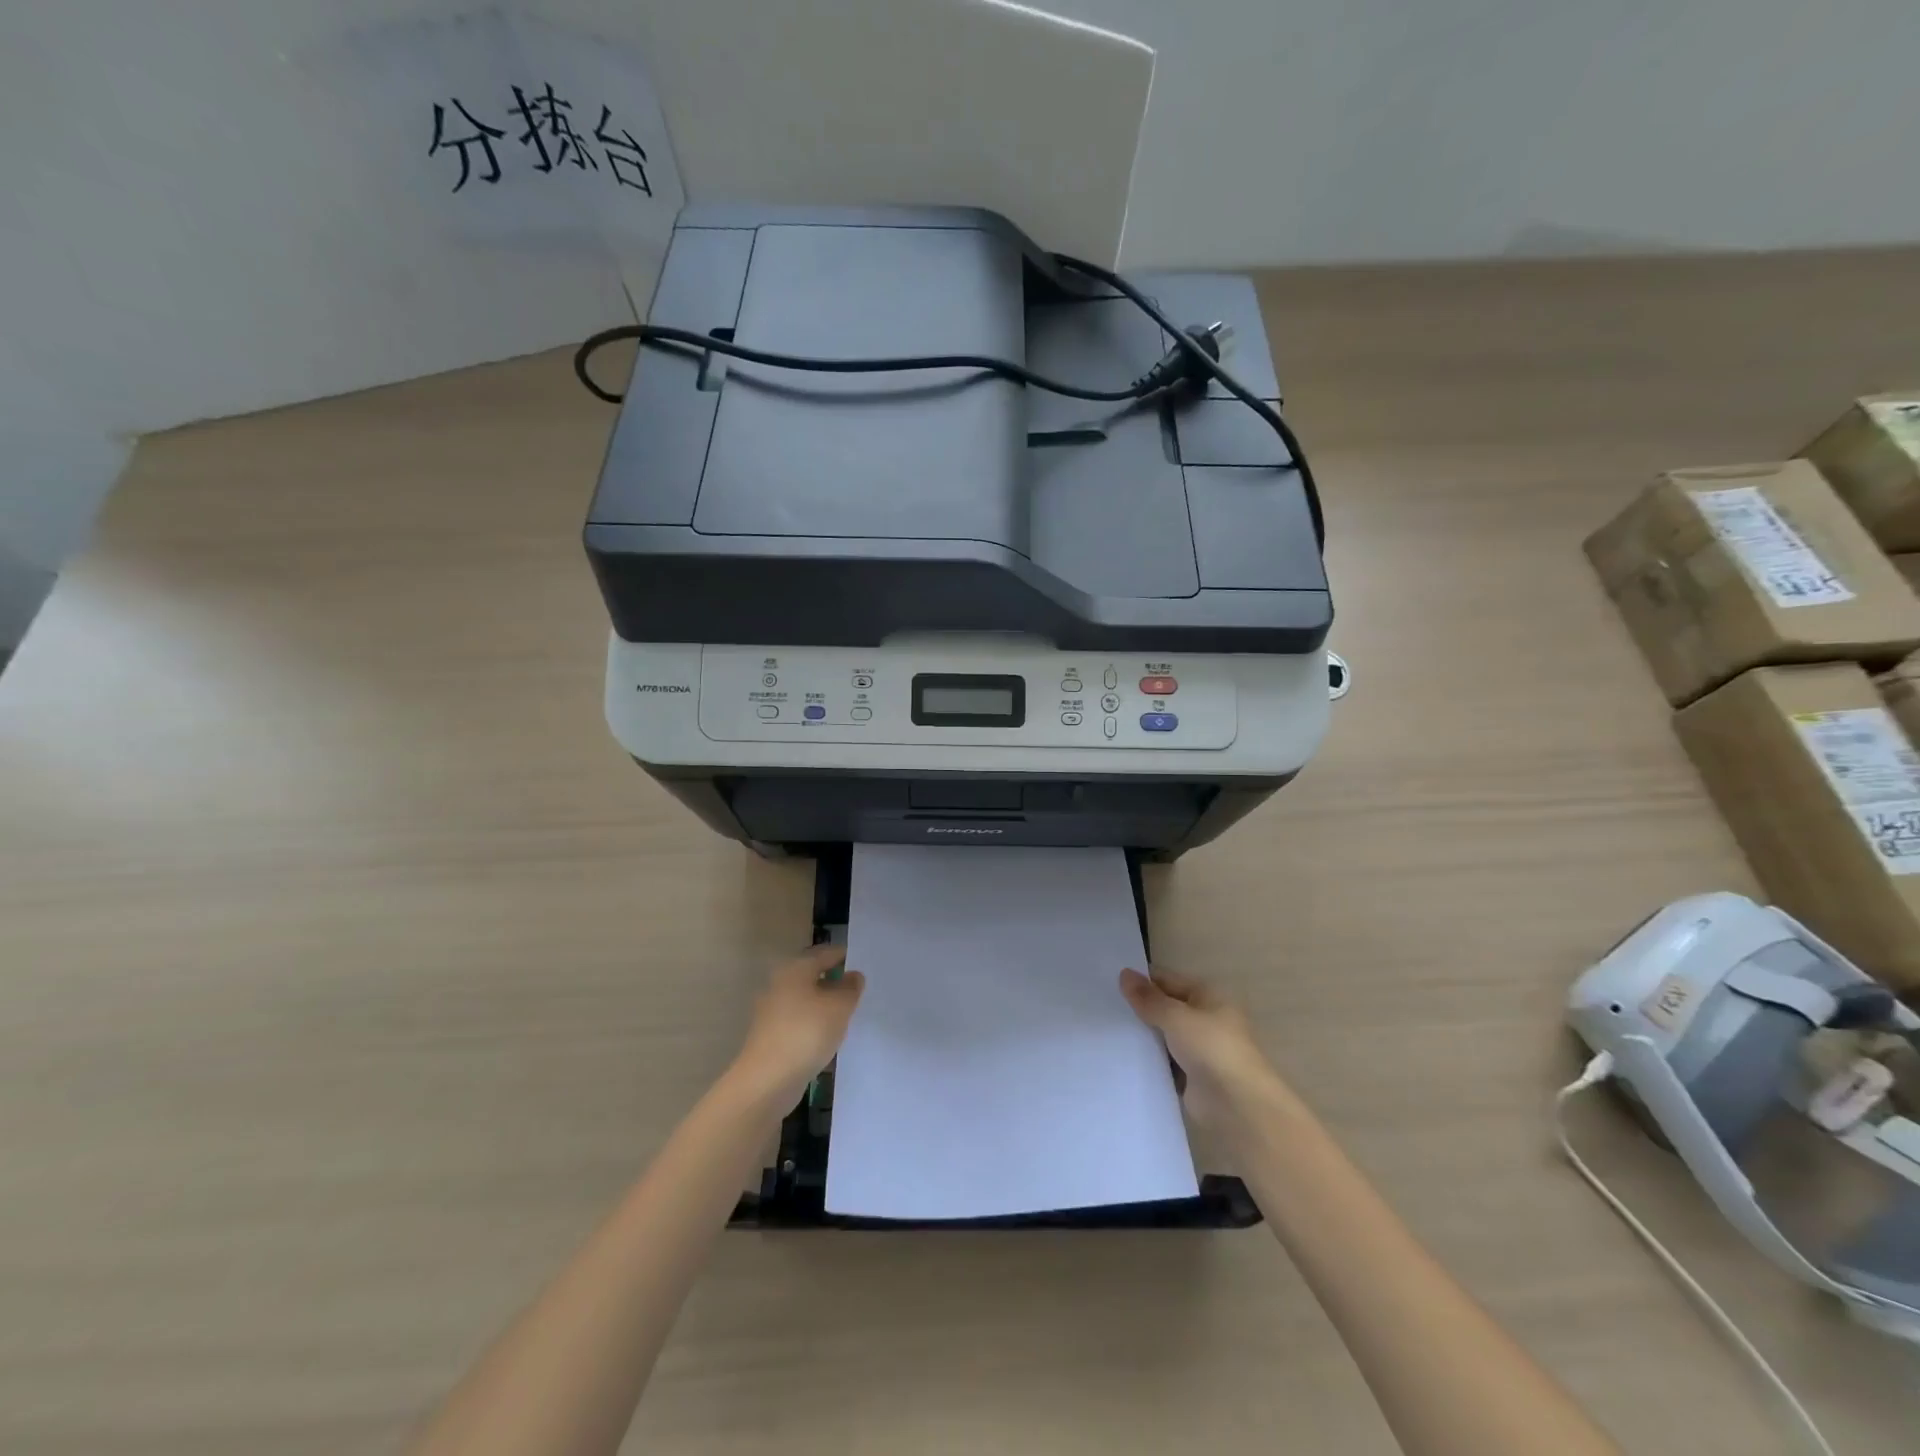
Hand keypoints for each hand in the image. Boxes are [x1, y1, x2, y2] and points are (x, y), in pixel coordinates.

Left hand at [732, 944, 865, 1108]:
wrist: (767, 1080)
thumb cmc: (806, 1033)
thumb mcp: (840, 1006)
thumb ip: (850, 987)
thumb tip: (853, 976)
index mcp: (795, 969)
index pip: (824, 953)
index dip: (844, 956)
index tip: (862, 965)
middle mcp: (779, 984)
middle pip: (812, 975)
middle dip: (833, 980)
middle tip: (857, 990)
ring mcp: (771, 1011)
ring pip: (805, 999)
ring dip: (823, 1004)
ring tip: (846, 1014)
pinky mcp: (769, 1035)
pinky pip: (798, 1020)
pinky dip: (813, 1023)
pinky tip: (827, 1036)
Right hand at [1120, 967, 1277, 1126]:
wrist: (1236, 1105)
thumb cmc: (1211, 1048)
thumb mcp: (1175, 1016)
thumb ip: (1148, 998)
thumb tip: (1124, 974)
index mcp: (1208, 996)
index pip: (1168, 980)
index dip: (1141, 979)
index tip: (1108, 981)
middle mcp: (1204, 1019)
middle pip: (1165, 1007)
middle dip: (1139, 1008)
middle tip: (1102, 1005)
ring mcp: (1198, 1049)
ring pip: (1163, 1036)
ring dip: (1142, 1035)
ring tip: (1106, 1029)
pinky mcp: (1191, 1076)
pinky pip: (1164, 1061)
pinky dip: (1148, 1060)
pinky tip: (1121, 1056)